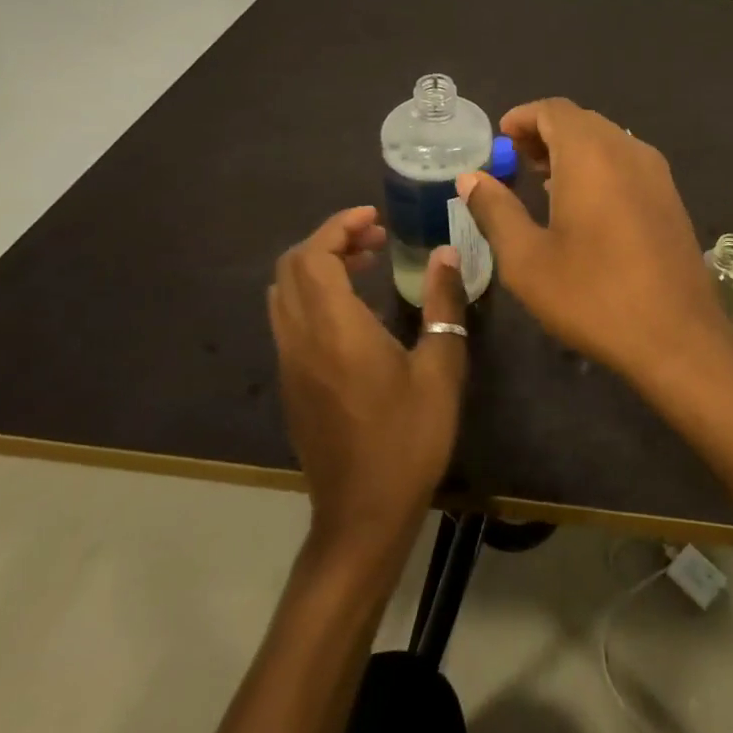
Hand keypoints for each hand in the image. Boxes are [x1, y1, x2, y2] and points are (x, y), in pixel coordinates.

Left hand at [268, 207, 467, 557]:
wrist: (362, 514)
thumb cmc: (409, 439)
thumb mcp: (441, 369)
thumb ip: (443, 305)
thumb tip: (447, 254)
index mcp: (335, 330)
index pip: (315, 256)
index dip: (339, 226)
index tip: (373, 217)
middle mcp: (301, 339)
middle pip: (293, 267)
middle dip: (330, 240)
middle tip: (375, 238)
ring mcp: (290, 363)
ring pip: (285, 292)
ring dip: (318, 266)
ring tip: (365, 264)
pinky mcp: (291, 383)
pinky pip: (289, 318)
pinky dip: (313, 293)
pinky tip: (353, 309)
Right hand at [456, 98, 732, 385]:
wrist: (677, 336)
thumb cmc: (592, 295)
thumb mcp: (527, 259)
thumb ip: (495, 210)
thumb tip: (471, 178)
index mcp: (591, 154)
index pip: (553, 110)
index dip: (522, 117)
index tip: (499, 139)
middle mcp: (628, 149)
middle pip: (581, 121)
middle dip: (545, 133)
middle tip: (515, 162)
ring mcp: (656, 173)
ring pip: (607, 141)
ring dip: (573, 150)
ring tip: (543, 182)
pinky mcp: (670, 197)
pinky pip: (627, 163)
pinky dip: (599, 167)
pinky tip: (583, 205)